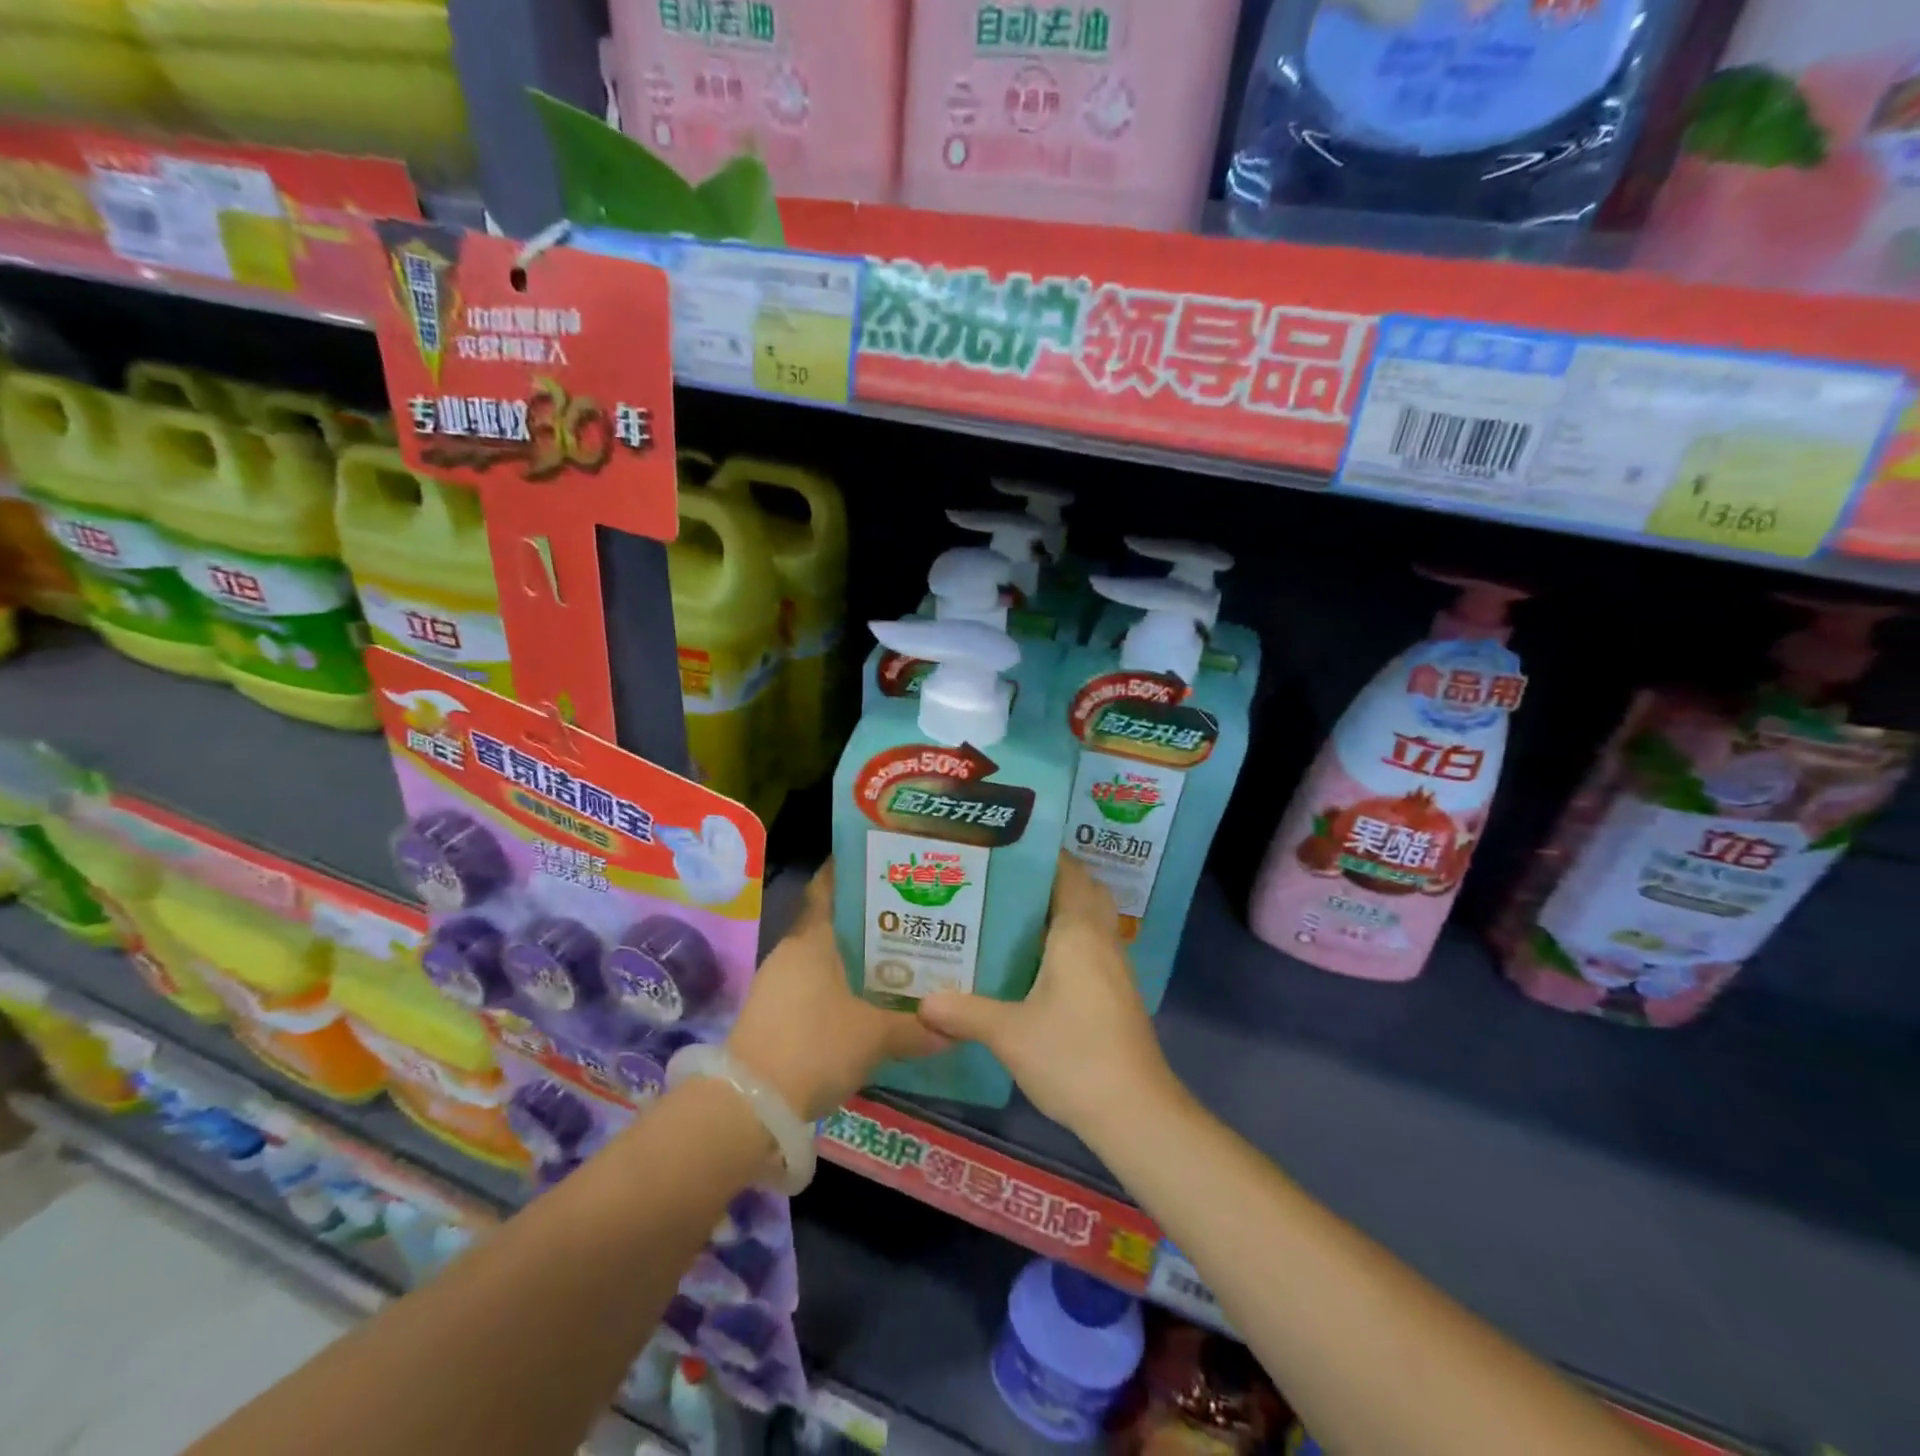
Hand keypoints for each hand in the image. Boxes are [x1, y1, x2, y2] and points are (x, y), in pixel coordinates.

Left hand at [728, 862, 945, 1121]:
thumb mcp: (874, 1037)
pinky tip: (871, 999)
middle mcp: (792, 952)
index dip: (852, 871)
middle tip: (912, 913)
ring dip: (856, 956)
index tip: (886, 864)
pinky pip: (816, 985)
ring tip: (901, 956)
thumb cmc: (814, 1047)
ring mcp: (779, 983)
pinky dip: (843, 985)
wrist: (750, 1106)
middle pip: (833, 923)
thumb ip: (915, 1028)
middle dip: (870, 919)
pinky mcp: (775, 1014)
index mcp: (811, 940)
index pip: (828, 888)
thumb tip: (954, 1027)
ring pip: (826, 957)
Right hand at [918, 855, 1176, 1140]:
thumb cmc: (1072, 1056)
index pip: (1067, 873)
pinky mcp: (1117, 993)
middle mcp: (1101, 940)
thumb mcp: (1009, 1033)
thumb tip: (922, 1002)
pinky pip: (1092, 945)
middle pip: (1084, 890)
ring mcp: (1115, 967)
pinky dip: (1069, 937)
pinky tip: (1036, 960)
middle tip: (1005, 879)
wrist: (1134, 1111)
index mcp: (1078, 933)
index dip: (1042, 855)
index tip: (1005, 848)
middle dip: (1052, 878)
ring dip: (1062, 908)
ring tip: (1013, 912)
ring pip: (1091, 919)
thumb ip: (964, 1012)